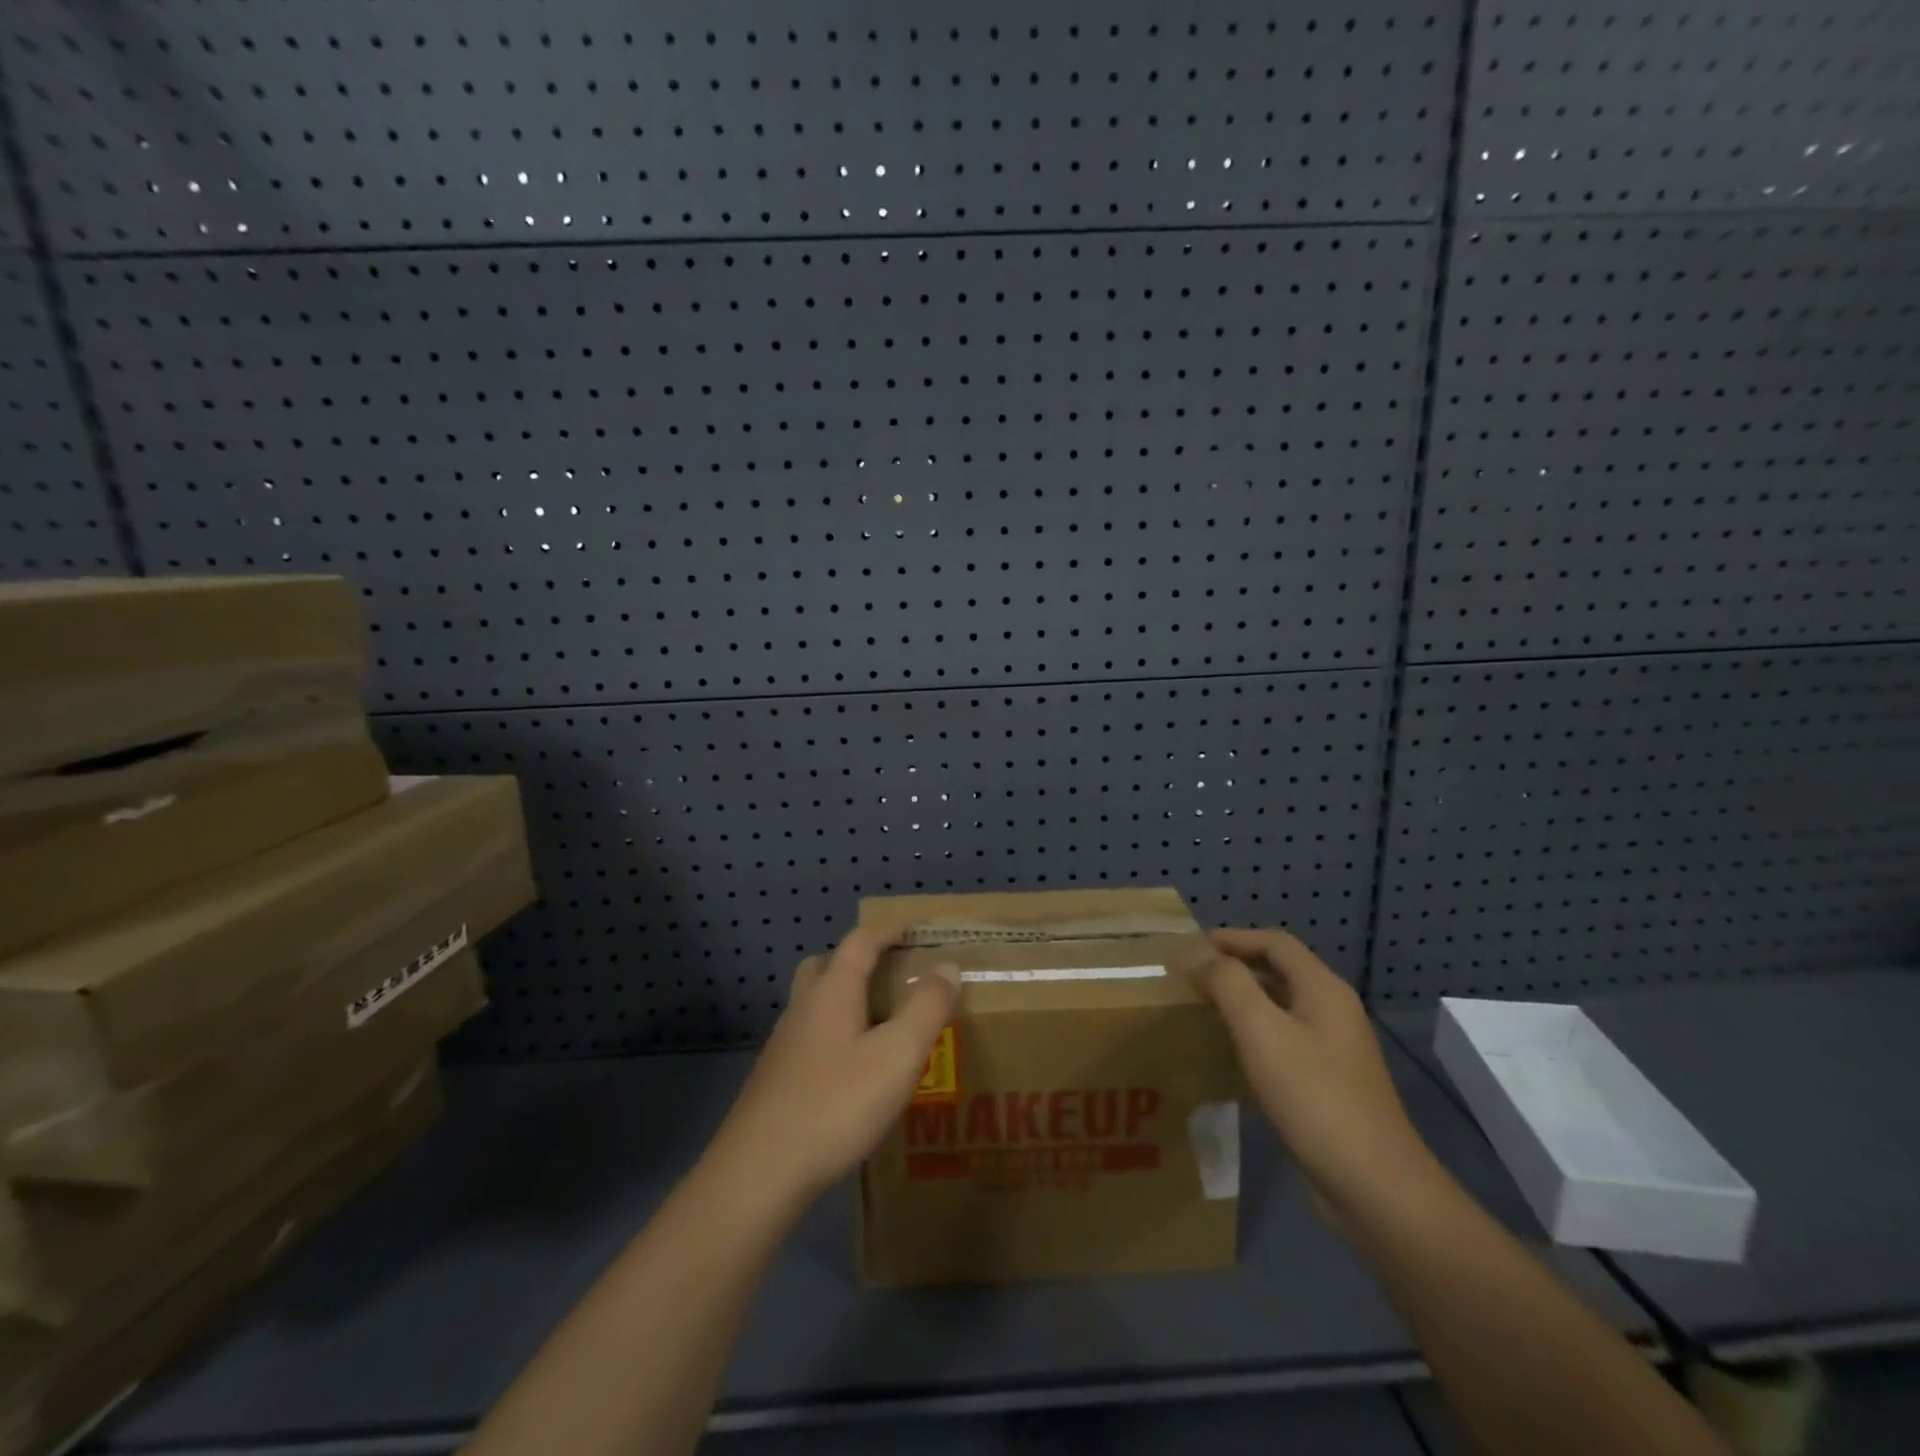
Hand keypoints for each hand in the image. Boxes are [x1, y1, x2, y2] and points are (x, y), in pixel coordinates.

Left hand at [706, 927, 958, 1216]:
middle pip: (826, 966)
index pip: (859, 942)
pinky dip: (834, 1036)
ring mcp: (784, 1044)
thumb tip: (947, 966)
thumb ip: (926, 1007)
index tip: (909, 929)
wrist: (760, 1171)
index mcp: (833, 990)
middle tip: (889, 975)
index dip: (885, 931)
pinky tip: (851, 1071)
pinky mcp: (775, 1080)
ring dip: (844, 1000)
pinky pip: (809, 1038)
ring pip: (814, 1004)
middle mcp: (803, 1007)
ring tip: (877, 1024)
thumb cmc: (837, 1103)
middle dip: (856, 961)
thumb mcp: (898, 1054)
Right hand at [1200, 927, 1439, 1228]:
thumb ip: (1228, 983)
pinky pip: (1286, 1041)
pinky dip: (1255, 1035)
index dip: (1232, 937)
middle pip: (1280, 971)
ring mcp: (1336, 1050)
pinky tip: (1231, 1056)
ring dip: (1243, 1001)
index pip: (1275, 942)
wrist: (1374, 1187)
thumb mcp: (1261, 1031)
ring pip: (1282, 1007)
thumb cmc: (1314, 1097)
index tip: (1191, 946)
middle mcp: (1334, 1011)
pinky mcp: (1330, 1084)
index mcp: (1323, 990)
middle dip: (1235, 966)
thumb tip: (1198, 953)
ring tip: (1203, 1010)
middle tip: (1192, 976)